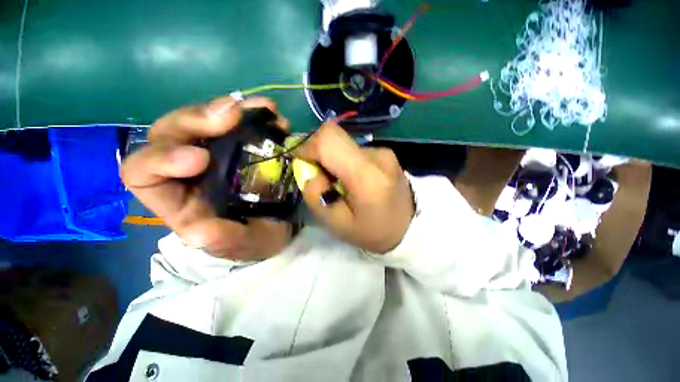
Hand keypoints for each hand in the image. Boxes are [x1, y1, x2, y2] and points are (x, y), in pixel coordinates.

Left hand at [120, 97, 292, 260]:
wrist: (282, 223)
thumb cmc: (258, 238)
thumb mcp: (244, 245)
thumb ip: (224, 241)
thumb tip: (198, 232)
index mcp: (178, 200)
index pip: (142, 173)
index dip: (161, 159)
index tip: (201, 158)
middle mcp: (189, 171)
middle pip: (171, 132)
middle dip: (197, 119)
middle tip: (233, 113)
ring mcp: (216, 152)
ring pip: (204, 119)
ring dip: (230, 109)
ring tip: (262, 108)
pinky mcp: (240, 145)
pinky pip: (239, 121)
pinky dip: (254, 113)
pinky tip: (271, 113)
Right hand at [298, 122, 414, 252]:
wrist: (409, 227)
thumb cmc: (372, 232)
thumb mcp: (337, 224)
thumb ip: (315, 195)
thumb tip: (308, 168)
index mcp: (367, 176)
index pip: (329, 140)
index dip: (308, 146)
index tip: (303, 164)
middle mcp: (377, 155)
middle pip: (334, 136)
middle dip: (317, 152)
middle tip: (320, 177)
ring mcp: (383, 151)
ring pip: (343, 144)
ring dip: (332, 160)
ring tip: (340, 183)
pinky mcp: (385, 152)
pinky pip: (354, 150)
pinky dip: (345, 161)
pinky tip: (353, 180)